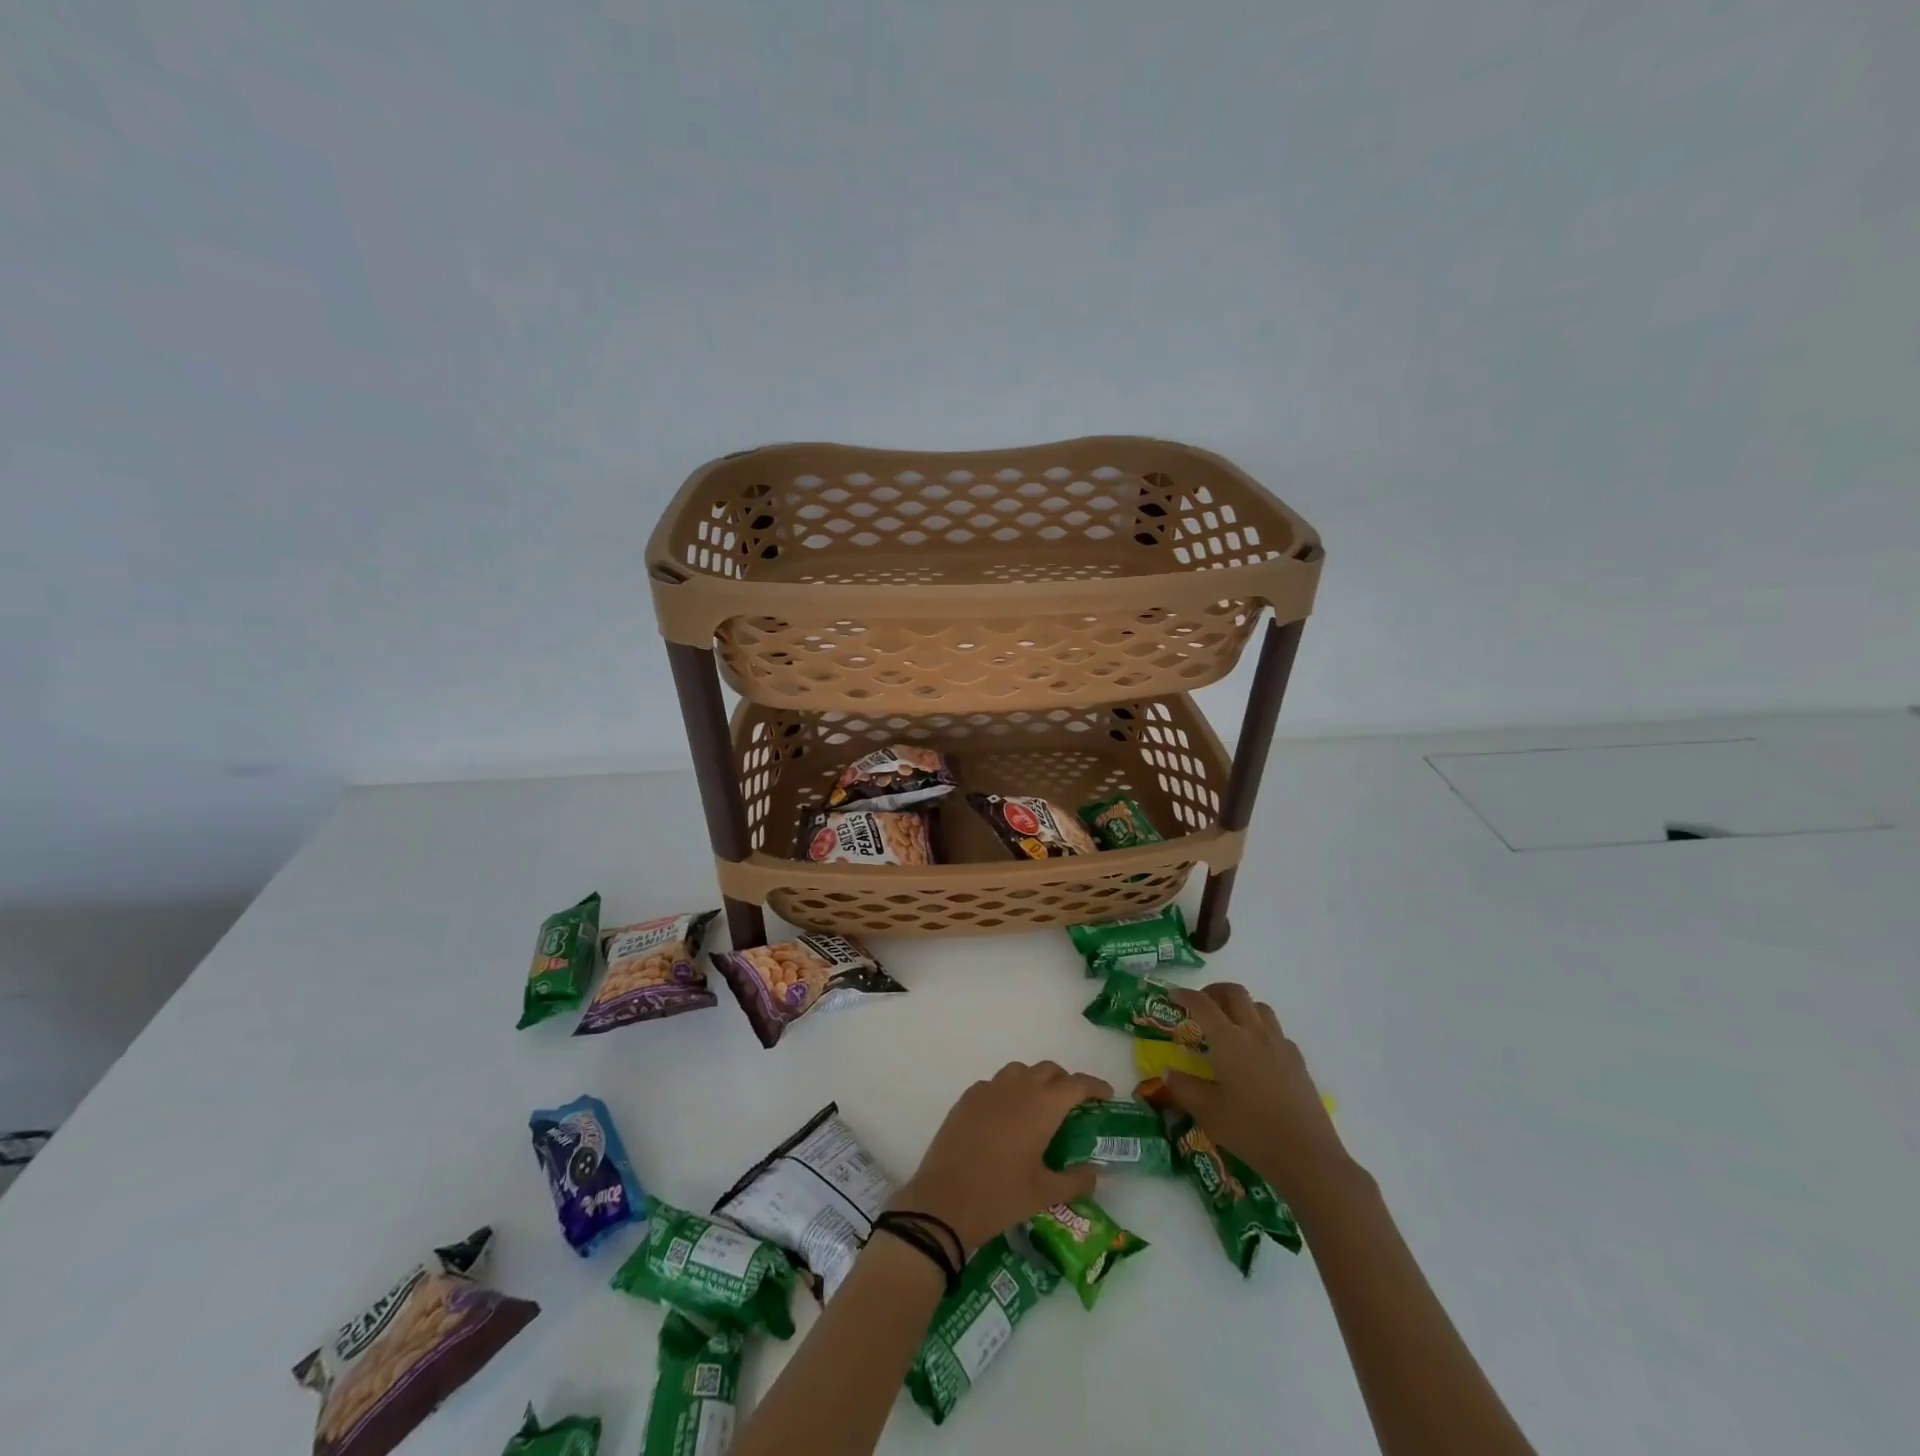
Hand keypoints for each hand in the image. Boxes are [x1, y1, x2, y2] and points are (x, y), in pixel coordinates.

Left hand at [891, 1061, 1112, 1254]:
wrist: (944, 1200)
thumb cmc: (1000, 1196)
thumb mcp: (1045, 1193)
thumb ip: (1076, 1180)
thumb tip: (1097, 1172)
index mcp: (1042, 1106)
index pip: (1076, 1084)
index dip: (1095, 1086)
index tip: (1107, 1095)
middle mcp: (1018, 1088)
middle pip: (1049, 1070)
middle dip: (1065, 1082)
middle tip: (1073, 1106)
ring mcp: (989, 1089)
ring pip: (1020, 1071)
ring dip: (1035, 1082)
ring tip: (1040, 1109)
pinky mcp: (967, 1098)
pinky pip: (995, 1084)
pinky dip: (1008, 1091)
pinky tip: (1007, 1117)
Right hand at [1163, 983, 1352, 1204]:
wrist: (1307, 1156)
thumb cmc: (1252, 1131)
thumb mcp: (1208, 1113)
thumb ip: (1184, 1088)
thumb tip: (1166, 1073)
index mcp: (1229, 1041)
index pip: (1203, 1004)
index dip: (1186, 995)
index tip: (1173, 995)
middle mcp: (1255, 1034)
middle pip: (1235, 993)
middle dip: (1214, 991)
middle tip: (1201, 1005)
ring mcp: (1280, 1045)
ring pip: (1259, 1007)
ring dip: (1241, 1006)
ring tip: (1229, 1025)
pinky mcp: (1298, 1062)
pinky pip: (1277, 1031)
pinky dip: (1261, 1029)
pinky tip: (1256, 1053)